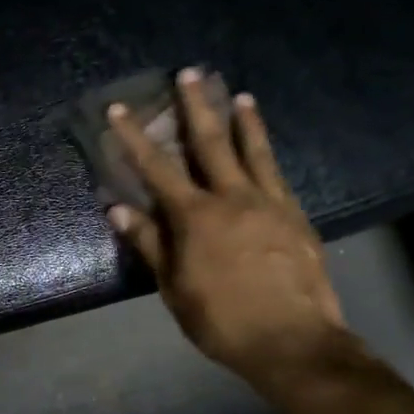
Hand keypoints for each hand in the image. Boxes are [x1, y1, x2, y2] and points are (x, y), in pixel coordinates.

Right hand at [107, 68, 349, 387]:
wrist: (292, 340)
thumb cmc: (221, 319)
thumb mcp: (173, 286)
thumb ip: (149, 242)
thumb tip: (118, 208)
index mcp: (195, 216)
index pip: (157, 168)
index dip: (134, 137)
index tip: (120, 109)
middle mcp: (233, 198)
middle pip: (211, 143)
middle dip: (196, 106)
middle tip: (190, 73)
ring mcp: (269, 204)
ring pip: (254, 151)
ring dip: (244, 120)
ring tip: (240, 94)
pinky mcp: (296, 217)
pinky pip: (278, 175)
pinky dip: (268, 155)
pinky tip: (266, 148)